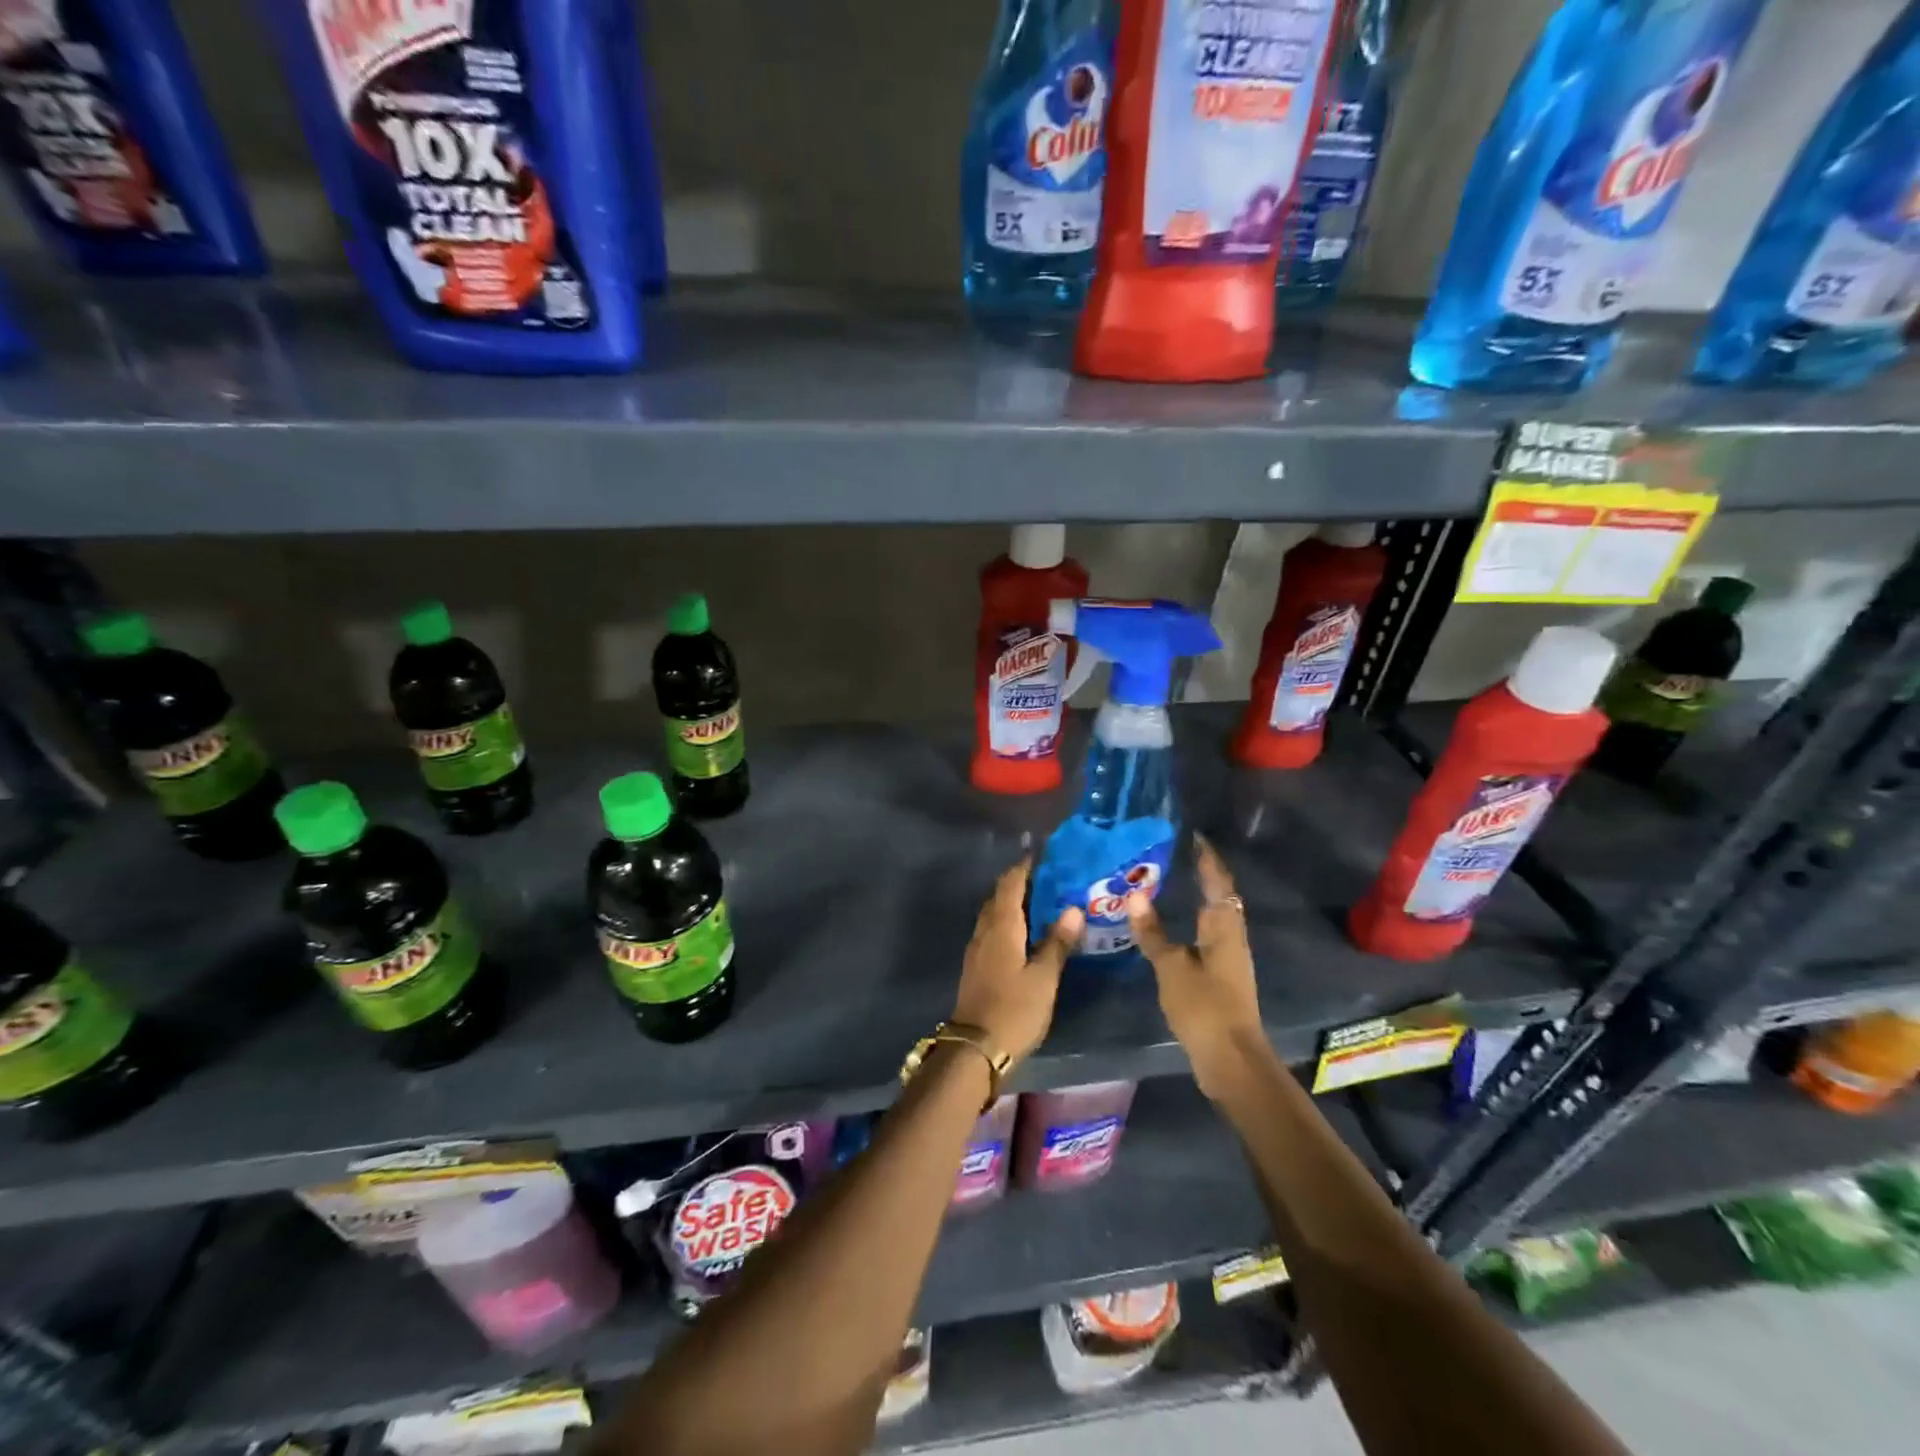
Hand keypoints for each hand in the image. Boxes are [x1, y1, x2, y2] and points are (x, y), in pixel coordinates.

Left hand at [953, 858, 1083, 1066]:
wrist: (975, 1048)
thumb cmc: (1014, 1010)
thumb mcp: (1044, 978)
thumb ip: (1057, 942)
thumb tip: (1072, 908)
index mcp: (1002, 927)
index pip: (1011, 884)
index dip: (1024, 867)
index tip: (1043, 855)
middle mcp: (985, 930)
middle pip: (999, 896)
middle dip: (1020, 882)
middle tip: (1049, 877)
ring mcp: (977, 949)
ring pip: (994, 914)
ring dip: (1013, 902)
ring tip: (1041, 901)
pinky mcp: (976, 965)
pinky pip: (992, 930)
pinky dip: (1008, 921)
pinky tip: (1025, 932)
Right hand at [1126, 835, 1268, 1098]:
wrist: (1231, 1059)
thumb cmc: (1204, 1006)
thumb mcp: (1172, 967)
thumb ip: (1153, 932)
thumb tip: (1135, 896)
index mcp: (1224, 927)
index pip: (1218, 881)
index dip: (1207, 858)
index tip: (1193, 836)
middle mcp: (1231, 936)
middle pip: (1220, 897)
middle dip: (1202, 875)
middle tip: (1174, 856)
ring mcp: (1228, 958)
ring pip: (1213, 918)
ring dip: (1196, 899)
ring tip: (1168, 884)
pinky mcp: (1221, 977)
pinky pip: (1206, 937)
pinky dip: (1190, 923)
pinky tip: (1170, 927)